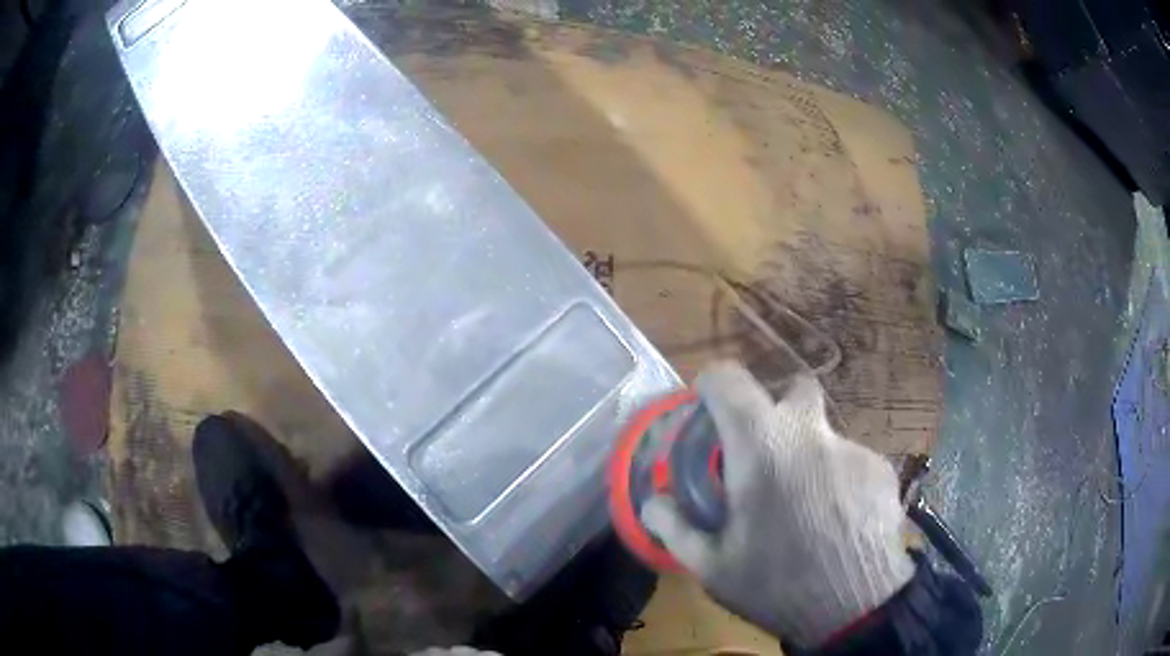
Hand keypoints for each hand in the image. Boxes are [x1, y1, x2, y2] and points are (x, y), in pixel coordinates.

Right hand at [641, 362, 913, 647]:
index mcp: (762, 446)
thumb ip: (674, 527)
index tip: (706, 408)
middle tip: (763, 454)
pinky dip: (837, 480)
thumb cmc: (775, 585)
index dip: (712, 385)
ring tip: (803, 507)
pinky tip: (836, 521)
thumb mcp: (711, 565)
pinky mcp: (881, 468)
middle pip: (793, 389)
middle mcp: (811, 432)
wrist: (857, 607)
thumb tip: (652, 501)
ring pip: (823, 434)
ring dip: (807, 456)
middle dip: (775, 410)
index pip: (730, 380)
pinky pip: (850, 461)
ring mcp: (853, 447)